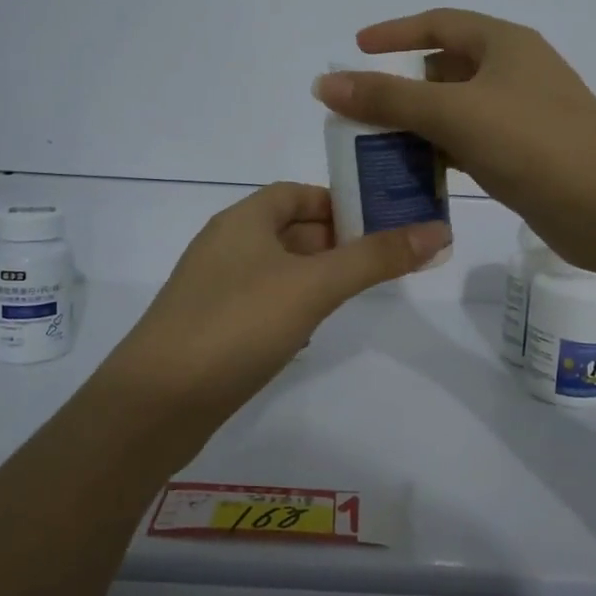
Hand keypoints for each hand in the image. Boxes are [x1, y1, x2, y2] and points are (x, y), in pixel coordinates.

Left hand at [99, 182, 449, 418]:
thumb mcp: (314, 286)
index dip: (337, 201)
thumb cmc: (238, 325)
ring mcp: (214, 288)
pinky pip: (260, 303)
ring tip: (355, 293)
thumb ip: (375, 257)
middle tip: (381, 259)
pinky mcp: (211, 327)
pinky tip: (310, 331)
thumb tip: (438, 231)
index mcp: (243, 220)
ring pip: (276, 269)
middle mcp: (225, 245)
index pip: (296, 193)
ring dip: (314, 275)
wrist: (156, 403)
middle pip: (288, 229)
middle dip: (334, 241)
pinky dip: (290, 306)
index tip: (379, 221)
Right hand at [313, 9, 595, 270]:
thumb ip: (387, 98)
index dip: (395, 33)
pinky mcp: (530, 154)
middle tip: (364, 109)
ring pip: (460, 109)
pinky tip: (422, 172)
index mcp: (506, 44)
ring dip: (422, 124)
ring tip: (381, 144)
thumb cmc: (532, 143)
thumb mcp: (453, 113)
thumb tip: (325, 82)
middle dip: (404, 87)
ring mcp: (527, 114)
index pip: (439, 23)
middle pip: (447, 68)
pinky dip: (446, 151)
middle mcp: (518, 72)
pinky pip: (475, 142)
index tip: (356, 48)